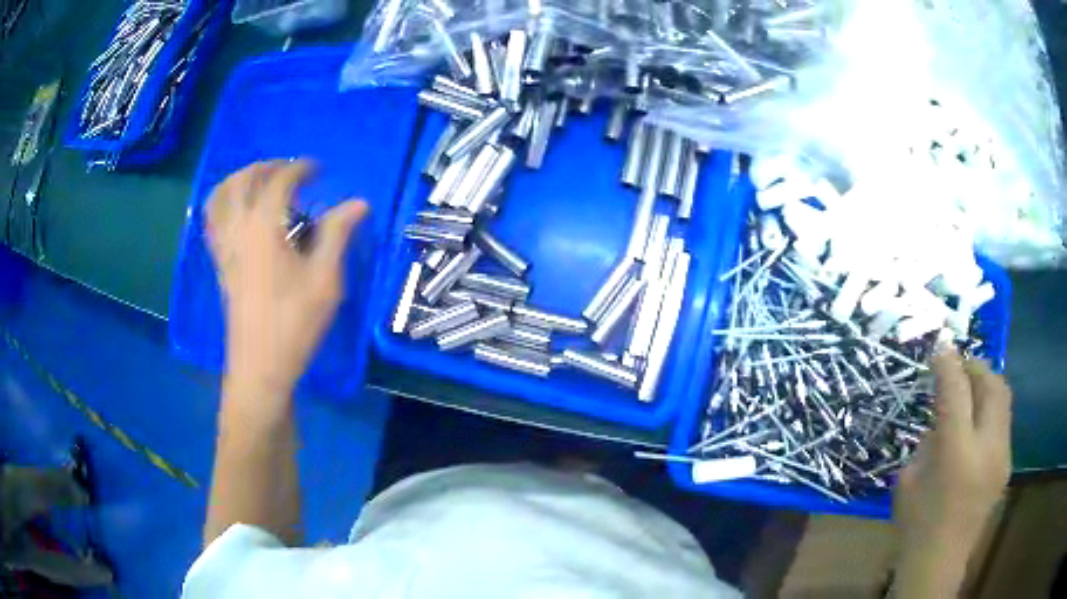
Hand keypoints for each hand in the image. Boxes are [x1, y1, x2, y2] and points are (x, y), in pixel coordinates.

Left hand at [206, 160, 367, 399]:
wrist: (260, 367)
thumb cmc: (294, 323)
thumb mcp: (325, 279)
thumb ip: (338, 234)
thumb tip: (358, 203)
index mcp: (262, 227)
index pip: (279, 181)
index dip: (301, 169)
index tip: (319, 170)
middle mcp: (237, 228)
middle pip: (243, 180)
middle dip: (267, 167)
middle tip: (290, 171)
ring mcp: (224, 247)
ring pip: (220, 197)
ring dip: (239, 180)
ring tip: (259, 183)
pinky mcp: (219, 264)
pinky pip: (212, 222)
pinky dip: (223, 204)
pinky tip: (238, 212)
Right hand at [893, 349, 1011, 591]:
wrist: (939, 565)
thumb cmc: (917, 527)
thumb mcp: (909, 481)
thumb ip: (929, 442)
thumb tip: (941, 417)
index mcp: (957, 453)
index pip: (957, 391)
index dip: (948, 363)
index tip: (940, 346)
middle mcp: (987, 447)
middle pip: (992, 385)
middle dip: (976, 367)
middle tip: (959, 367)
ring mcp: (1002, 455)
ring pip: (1003, 398)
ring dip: (987, 385)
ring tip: (970, 390)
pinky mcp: (1007, 464)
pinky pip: (1003, 421)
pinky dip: (990, 411)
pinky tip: (977, 427)